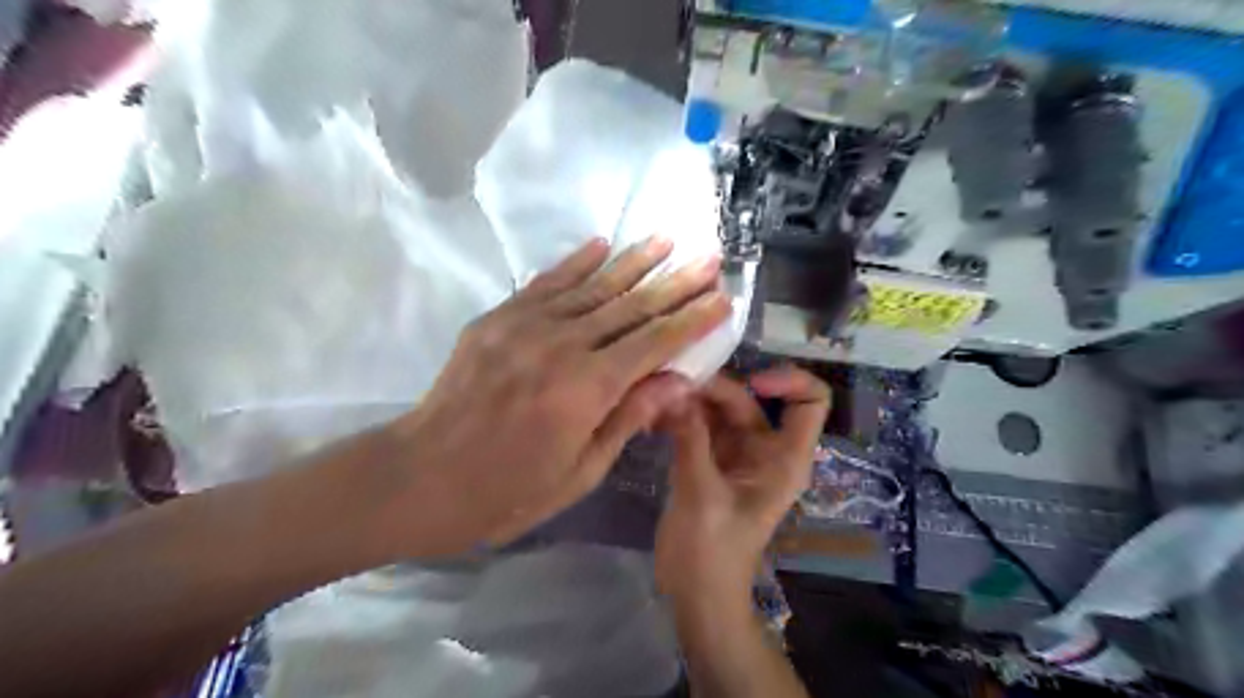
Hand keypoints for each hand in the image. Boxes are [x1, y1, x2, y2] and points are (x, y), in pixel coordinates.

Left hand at [380, 239, 731, 557]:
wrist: (422, 476)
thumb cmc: (507, 490)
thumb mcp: (580, 471)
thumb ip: (629, 417)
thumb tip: (678, 380)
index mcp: (587, 388)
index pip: (655, 343)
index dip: (691, 319)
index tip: (721, 298)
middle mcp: (563, 345)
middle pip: (631, 306)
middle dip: (674, 282)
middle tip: (708, 258)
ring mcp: (526, 325)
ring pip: (593, 286)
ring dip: (633, 261)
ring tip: (665, 239)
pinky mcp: (498, 319)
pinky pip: (546, 283)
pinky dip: (575, 263)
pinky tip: (600, 244)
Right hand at [656, 367, 829, 603]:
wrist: (696, 594)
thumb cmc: (711, 551)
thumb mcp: (702, 493)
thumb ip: (690, 438)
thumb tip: (675, 390)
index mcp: (784, 457)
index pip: (810, 401)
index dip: (789, 380)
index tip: (752, 381)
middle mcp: (764, 449)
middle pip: (749, 399)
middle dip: (714, 388)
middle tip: (671, 384)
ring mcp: (735, 453)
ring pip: (718, 409)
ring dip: (690, 399)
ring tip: (655, 395)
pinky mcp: (708, 460)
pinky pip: (697, 425)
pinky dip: (679, 417)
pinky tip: (652, 415)